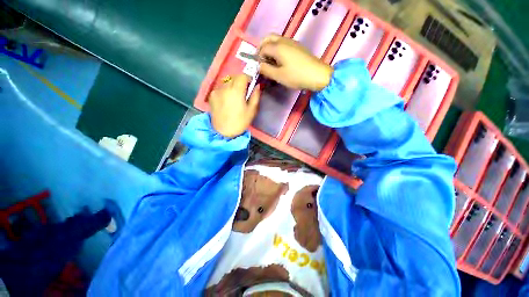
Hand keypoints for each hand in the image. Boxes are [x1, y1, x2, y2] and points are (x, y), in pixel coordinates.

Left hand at [209, 74, 260, 137]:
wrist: (223, 132)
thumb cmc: (240, 122)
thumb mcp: (252, 111)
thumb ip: (255, 96)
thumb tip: (257, 86)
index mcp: (236, 91)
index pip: (243, 76)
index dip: (248, 79)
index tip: (250, 85)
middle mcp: (225, 87)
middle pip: (234, 78)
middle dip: (240, 82)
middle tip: (243, 93)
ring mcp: (216, 91)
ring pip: (227, 83)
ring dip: (232, 87)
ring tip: (234, 98)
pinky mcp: (211, 96)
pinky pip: (220, 89)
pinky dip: (225, 91)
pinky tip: (226, 101)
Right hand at [258, 34, 332, 90]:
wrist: (317, 75)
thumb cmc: (296, 76)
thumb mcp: (279, 76)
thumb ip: (266, 70)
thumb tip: (259, 66)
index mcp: (278, 47)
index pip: (262, 48)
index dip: (259, 57)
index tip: (260, 68)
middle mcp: (284, 41)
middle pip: (268, 38)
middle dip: (263, 48)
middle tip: (263, 60)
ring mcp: (292, 42)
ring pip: (276, 40)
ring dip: (270, 48)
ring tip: (271, 62)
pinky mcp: (298, 47)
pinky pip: (284, 44)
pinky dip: (278, 49)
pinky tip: (281, 61)